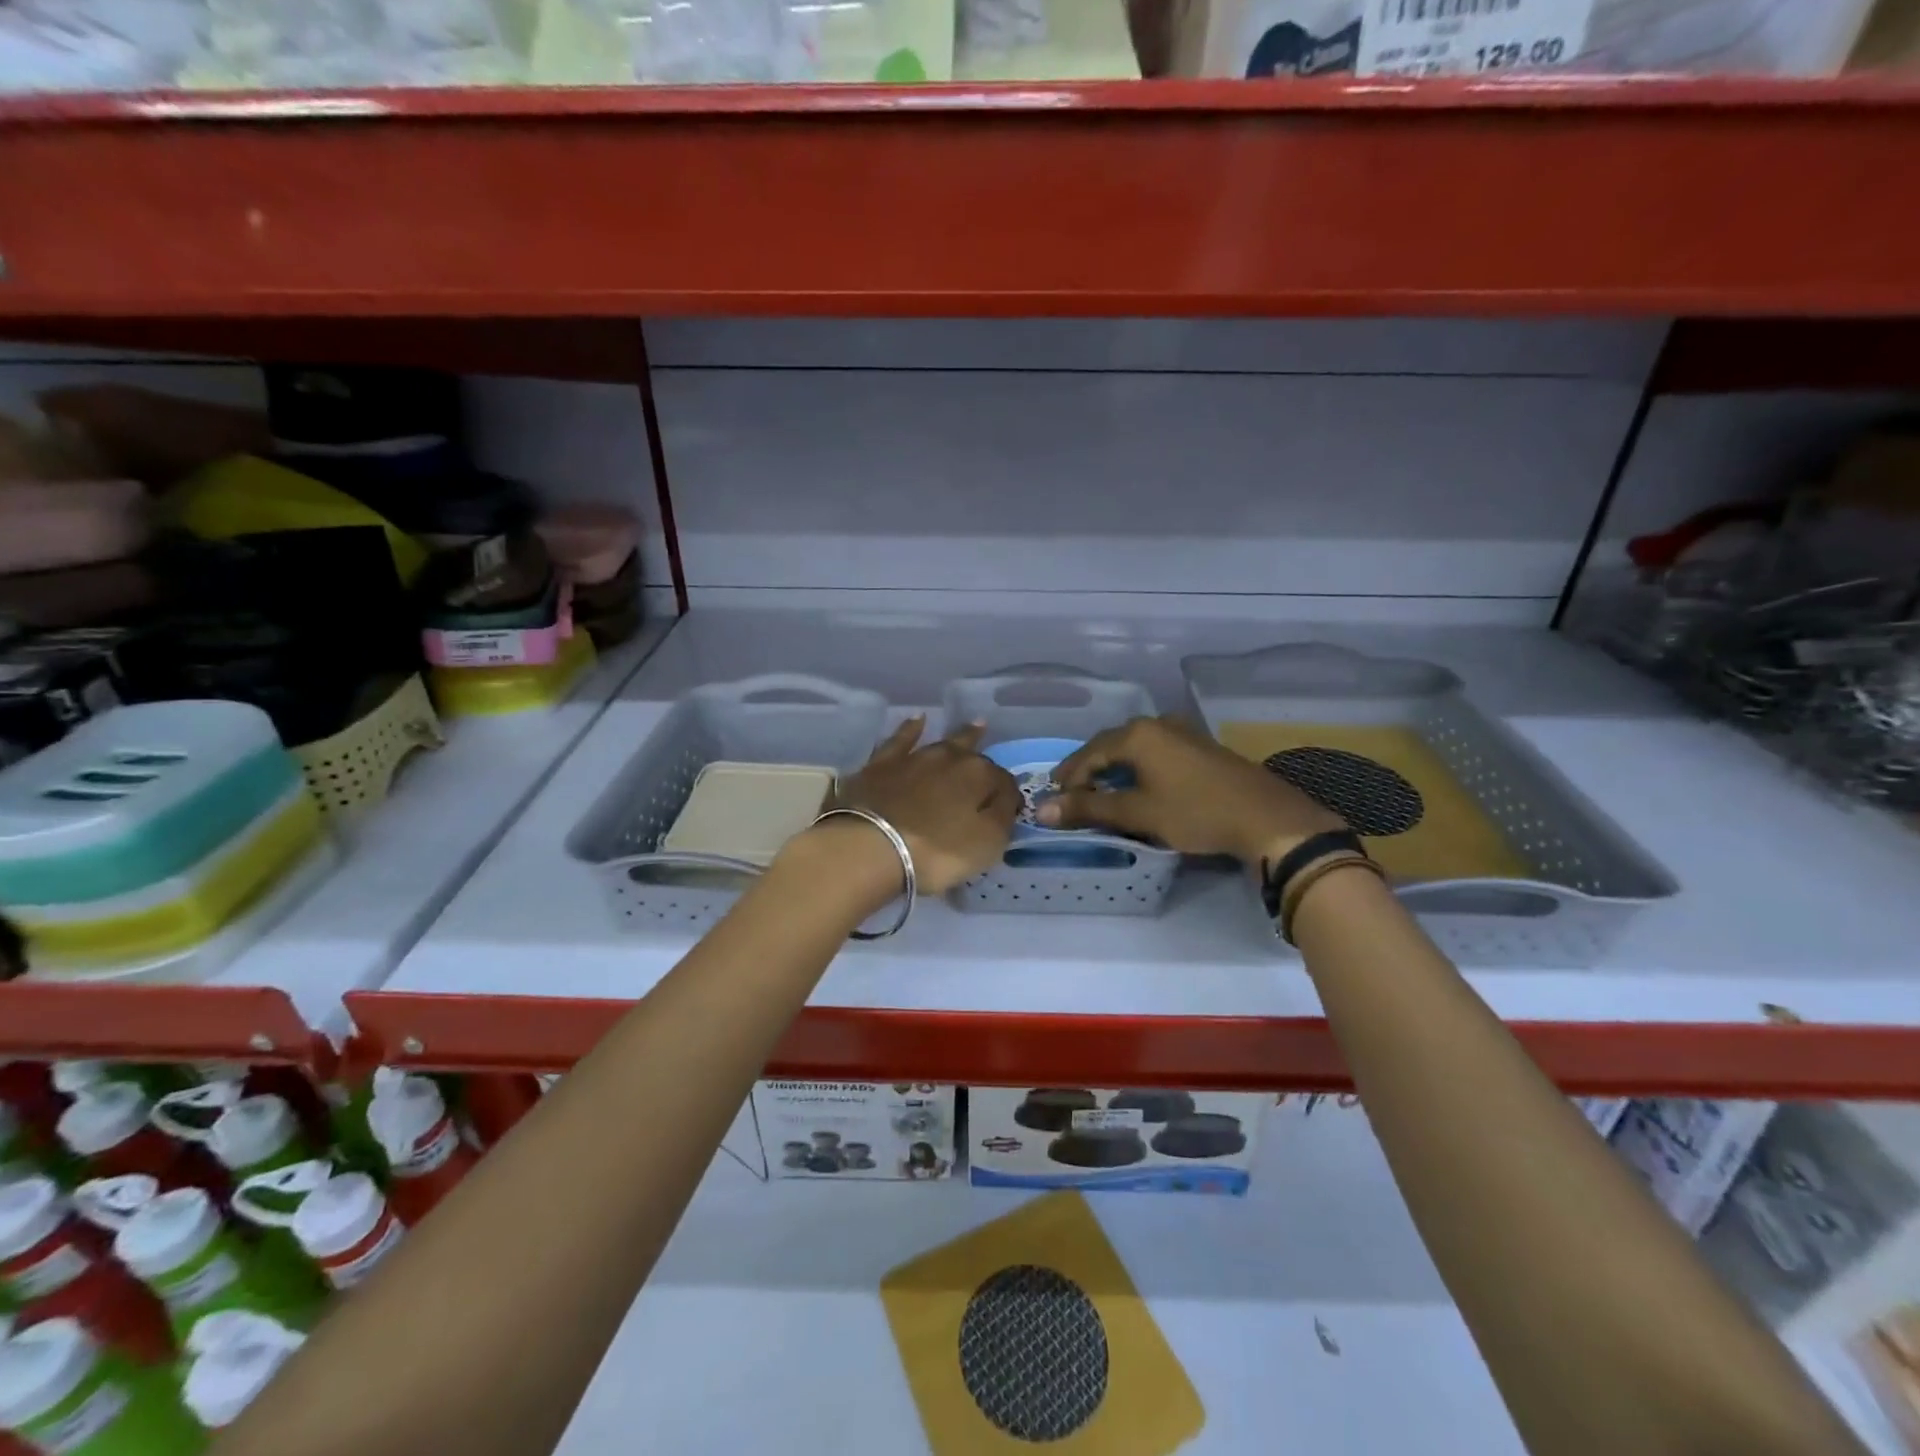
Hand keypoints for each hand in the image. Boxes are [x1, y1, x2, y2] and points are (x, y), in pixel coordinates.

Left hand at [815, 717, 1019, 895]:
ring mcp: (913, 757)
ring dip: (958, 736)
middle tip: (993, 746)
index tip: (1007, 808)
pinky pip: (900, 740)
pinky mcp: (880, 765)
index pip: (1003, 782)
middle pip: (973, 754)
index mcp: (979, 776)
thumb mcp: (987, 844)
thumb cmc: (936, 852)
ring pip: (941, 742)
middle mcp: (950, 758)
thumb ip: (1002, 817)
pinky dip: (910, 730)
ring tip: (972, 726)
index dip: (1007, 795)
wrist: (870, 846)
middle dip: (984, 753)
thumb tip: (1005, 798)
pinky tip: (916, 720)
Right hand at [1036, 715, 1344, 863]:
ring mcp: (1181, 732)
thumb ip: (1089, 808)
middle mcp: (1157, 724)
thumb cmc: (1196, 812)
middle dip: (1088, 769)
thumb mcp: (1137, 813)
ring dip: (1113, 768)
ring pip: (1133, 747)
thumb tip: (1042, 810)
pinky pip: (1154, 751)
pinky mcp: (1199, 746)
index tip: (1054, 800)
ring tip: (1101, 791)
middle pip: (1109, 745)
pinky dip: (1137, 768)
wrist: (1266, 817)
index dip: (1069, 777)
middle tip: (1072, 794)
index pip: (1088, 753)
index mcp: (1137, 735)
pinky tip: (1138, 785)